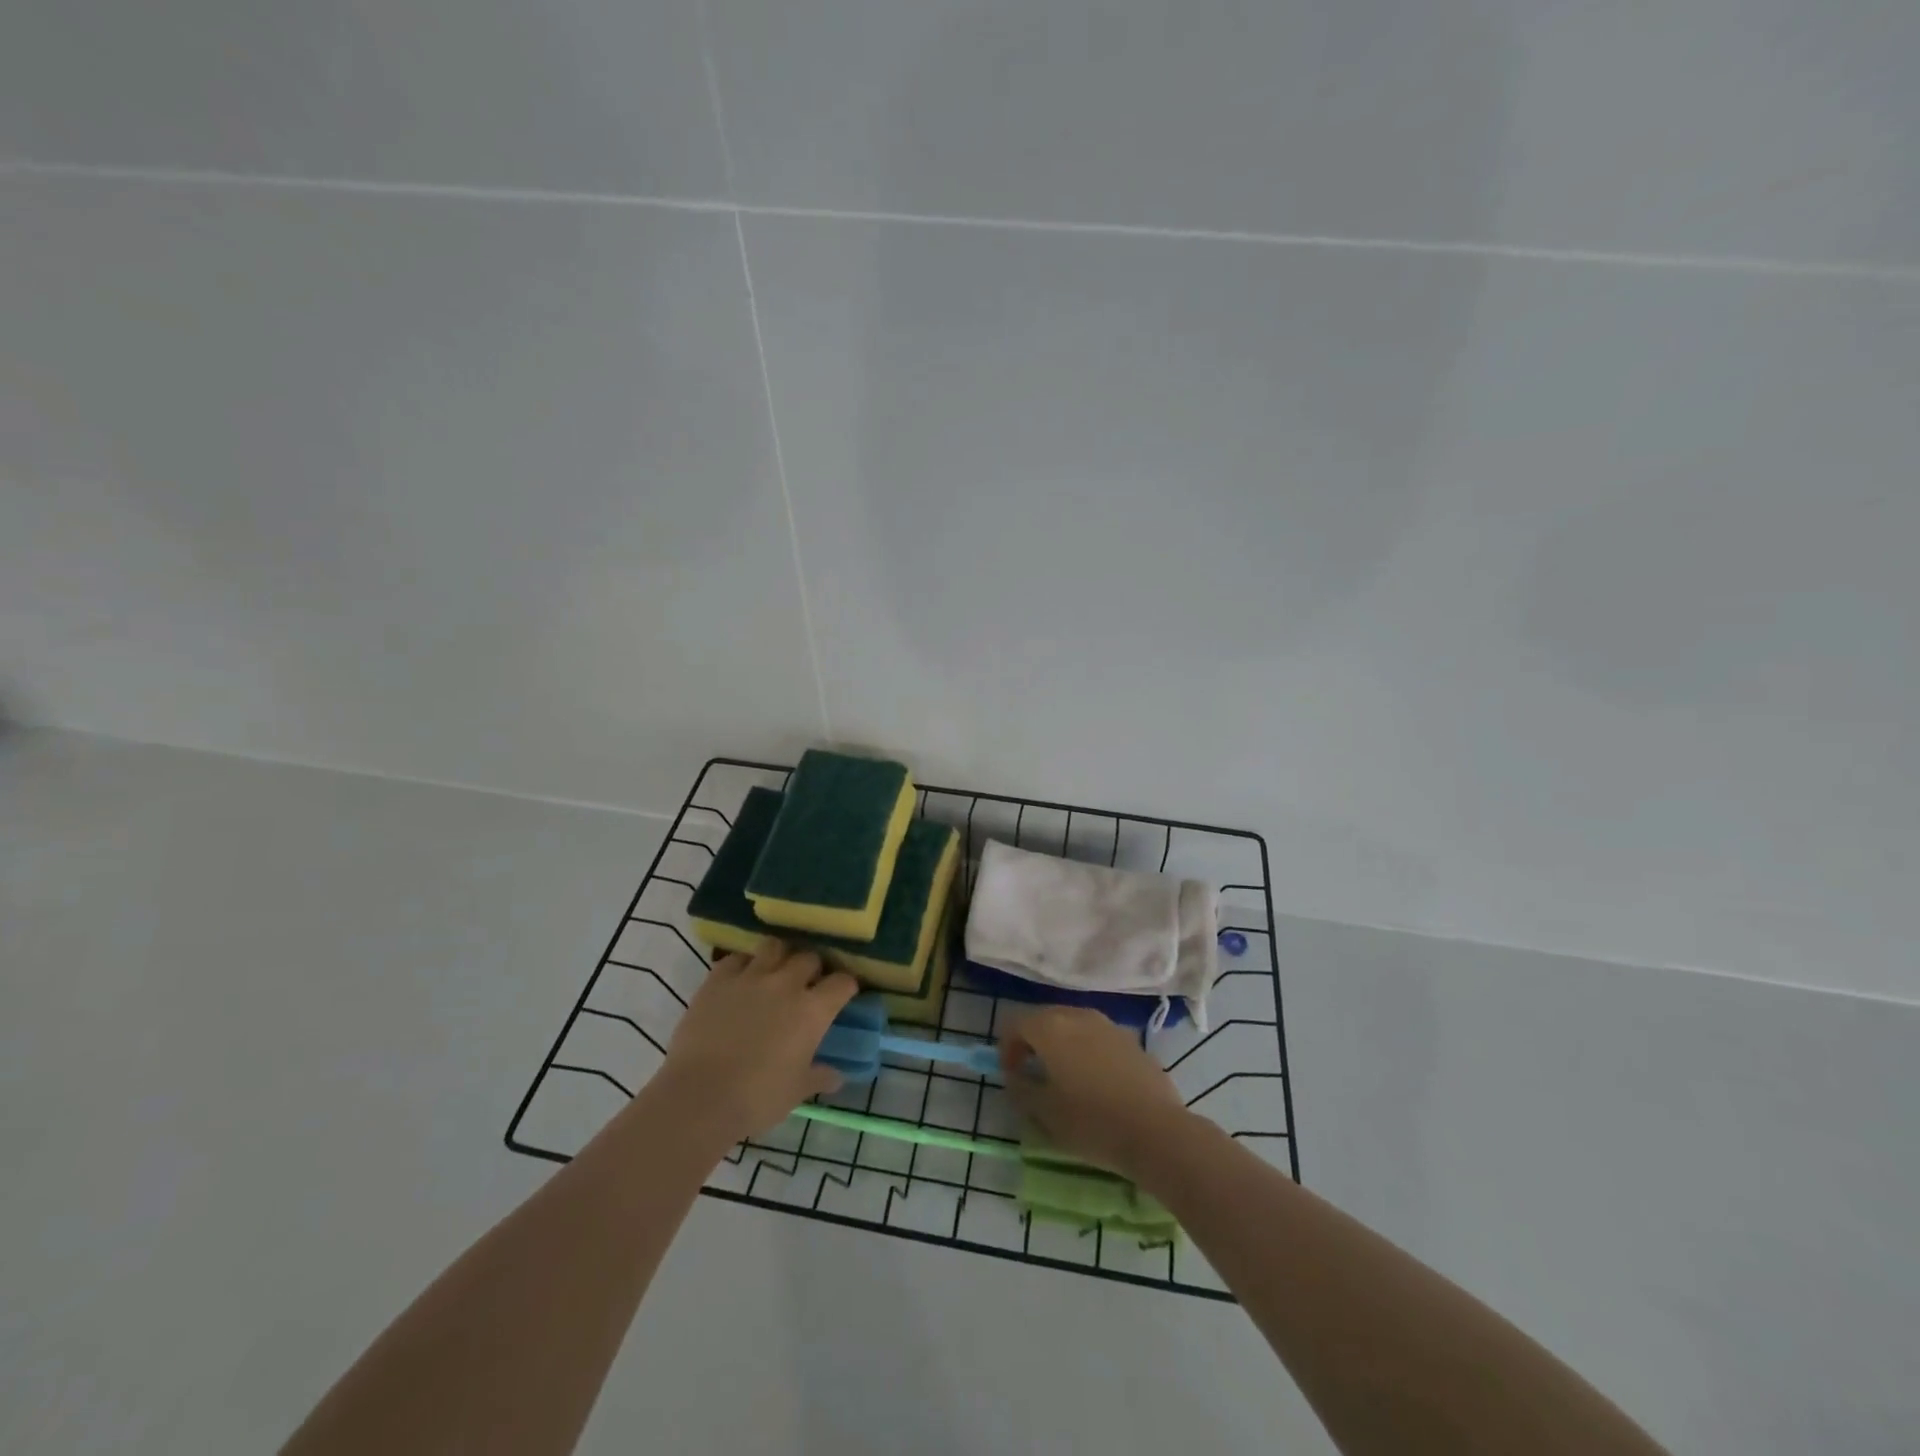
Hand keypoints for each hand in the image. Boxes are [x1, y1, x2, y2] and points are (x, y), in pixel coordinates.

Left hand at [657, 939, 859, 1146]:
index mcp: (812, 1010)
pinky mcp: (718, 979)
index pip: (842, 982)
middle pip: (809, 958)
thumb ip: (819, 1077)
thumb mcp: (796, 1091)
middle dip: (813, 968)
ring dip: (780, 957)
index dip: (846, 987)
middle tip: (806, 985)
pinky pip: (737, 958)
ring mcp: (750, 977)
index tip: (843, 994)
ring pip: (774, 947)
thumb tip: (837, 1076)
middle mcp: (786, 984)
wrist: (699, 1097)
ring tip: (775, 972)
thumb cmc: (756, 1098)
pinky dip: (743, 965)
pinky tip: (740, 980)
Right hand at [998, 1007, 1191, 1178]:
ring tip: (1064, 1077)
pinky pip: (1097, 1037)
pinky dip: (1087, 1050)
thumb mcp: (1044, 1113)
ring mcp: (1108, 1025)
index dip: (1007, 1047)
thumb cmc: (1092, 1121)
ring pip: (1073, 1025)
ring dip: (1061, 1044)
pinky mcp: (1131, 1040)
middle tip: (1032, 1073)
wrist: (1156, 1130)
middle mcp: (1078, 1015)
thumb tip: (1015, 1077)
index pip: (1016, 1022)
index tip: (1011, 1074)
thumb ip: (1021, 1089)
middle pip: (1045, 1018)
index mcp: (1051, 1027)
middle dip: (1033, 1041)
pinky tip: (1095, 1082)